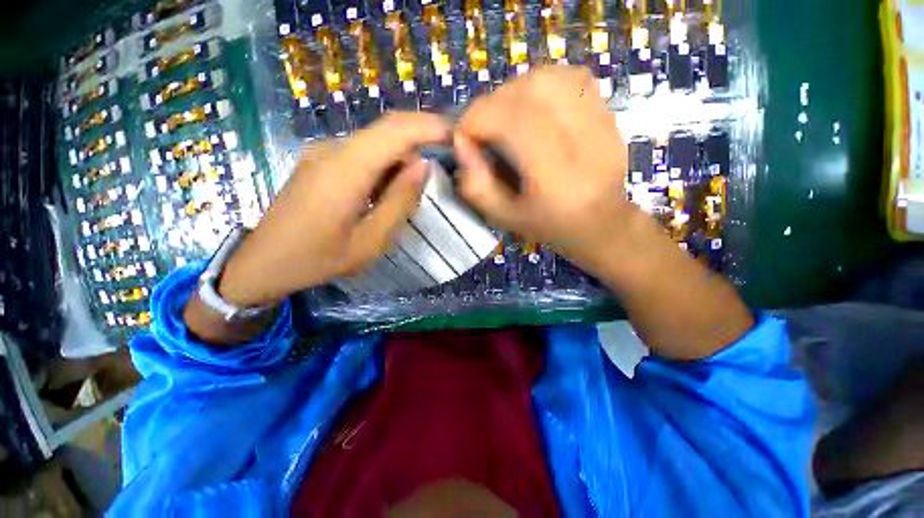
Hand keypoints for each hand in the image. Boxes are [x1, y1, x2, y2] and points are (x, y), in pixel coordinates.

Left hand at [218, 112, 450, 307]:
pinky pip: (361, 156)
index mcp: (345, 170)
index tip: (457, 136)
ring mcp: (322, 154)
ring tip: (407, 197)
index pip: (395, 130)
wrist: (262, 264)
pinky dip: (382, 169)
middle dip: (418, 147)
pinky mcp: (319, 162)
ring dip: (399, 163)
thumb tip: (422, 166)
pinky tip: (383, 196)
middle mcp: (332, 150)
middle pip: (386, 133)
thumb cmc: (317, 259)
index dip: (430, 127)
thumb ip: (399, 202)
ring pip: (375, 145)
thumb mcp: (370, 241)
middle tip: (435, 179)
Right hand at [455, 66, 752, 358]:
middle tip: (480, 128)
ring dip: (517, 91)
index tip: (462, 136)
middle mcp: (581, 141)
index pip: (508, 119)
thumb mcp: (509, 221)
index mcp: (553, 176)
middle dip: (492, 103)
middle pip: (528, 90)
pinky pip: (575, 81)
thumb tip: (462, 152)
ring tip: (504, 119)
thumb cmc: (559, 236)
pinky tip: (534, 112)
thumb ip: (479, 186)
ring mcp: (602, 124)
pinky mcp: (610, 116)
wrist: (616, 235)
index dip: (476, 120)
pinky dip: (545, 86)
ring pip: (552, 77)